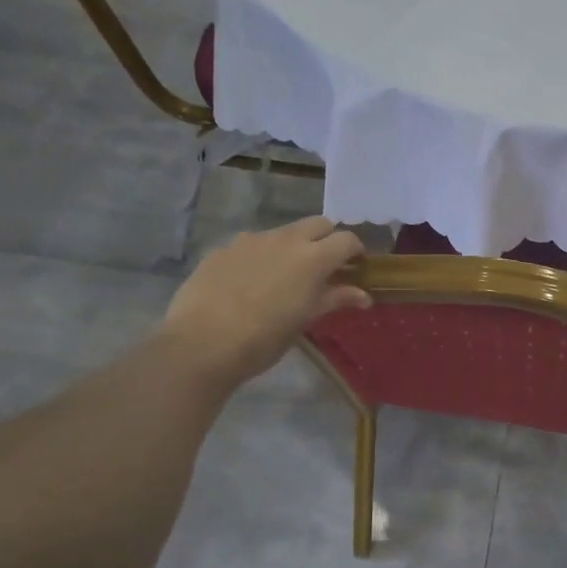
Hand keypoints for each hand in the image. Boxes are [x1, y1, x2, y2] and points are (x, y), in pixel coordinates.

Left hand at [162, 217, 370, 388]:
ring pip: (283, 232)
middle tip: (324, 268)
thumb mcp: (306, 319)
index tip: (355, 267)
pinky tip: (250, 284)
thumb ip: (335, 299)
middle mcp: (285, 239)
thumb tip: (363, 296)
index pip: (347, 239)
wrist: (203, 343)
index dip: (356, 251)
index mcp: (313, 257)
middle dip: (327, 239)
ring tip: (284, 278)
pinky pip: (252, 245)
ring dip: (293, 247)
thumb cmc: (265, 338)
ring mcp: (251, 240)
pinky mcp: (224, 249)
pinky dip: (262, 257)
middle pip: (318, 224)